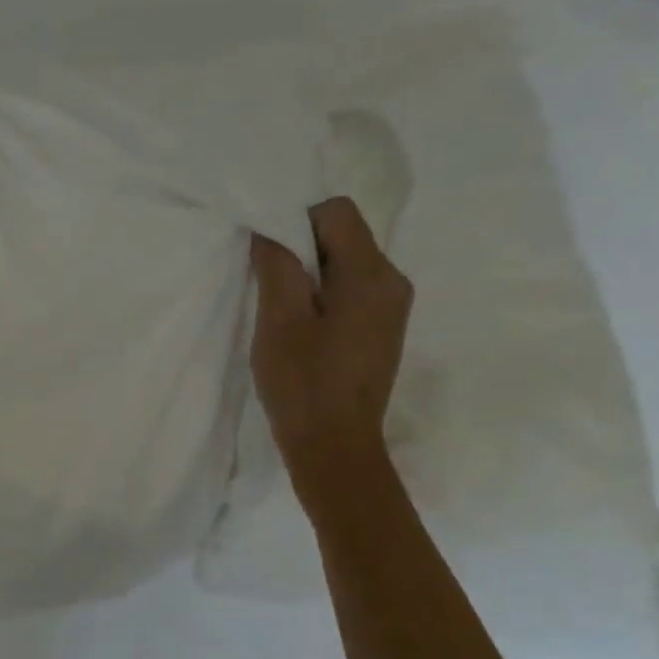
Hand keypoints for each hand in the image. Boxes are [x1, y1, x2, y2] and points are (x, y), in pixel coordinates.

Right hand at [250, 198, 412, 505]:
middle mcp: (392, 282)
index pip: (336, 211)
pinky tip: (300, 327)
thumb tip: (271, 227)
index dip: (295, 220)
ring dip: (309, 273)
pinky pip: (350, 290)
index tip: (265, 253)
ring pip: (345, 263)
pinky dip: (321, 294)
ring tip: (279, 309)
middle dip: (301, 247)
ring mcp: (392, 307)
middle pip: (344, 235)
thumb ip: (277, 264)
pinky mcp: (381, 329)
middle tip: (265, 282)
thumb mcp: (279, 319)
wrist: (334, 447)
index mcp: (371, 274)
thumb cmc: (303, 383)